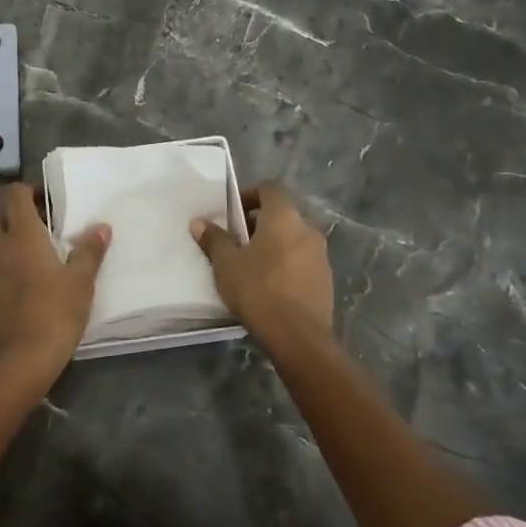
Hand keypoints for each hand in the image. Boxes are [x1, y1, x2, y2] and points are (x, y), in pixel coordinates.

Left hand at [0, 184, 109, 375]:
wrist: (19, 362)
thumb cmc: (55, 313)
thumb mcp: (81, 282)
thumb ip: (89, 250)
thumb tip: (102, 226)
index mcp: (20, 234)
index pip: (14, 193)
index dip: (29, 192)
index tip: (47, 205)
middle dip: (15, 216)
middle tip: (41, 231)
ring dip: (3, 243)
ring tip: (27, 261)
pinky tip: (12, 290)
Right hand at [191, 183, 333, 352]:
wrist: (299, 338)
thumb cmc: (258, 290)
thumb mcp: (227, 264)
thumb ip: (214, 239)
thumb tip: (198, 222)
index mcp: (284, 217)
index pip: (271, 188)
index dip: (251, 194)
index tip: (233, 213)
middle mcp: (308, 230)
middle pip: (282, 215)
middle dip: (259, 224)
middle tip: (237, 242)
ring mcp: (321, 256)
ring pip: (293, 239)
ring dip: (274, 245)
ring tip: (251, 266)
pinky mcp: (326, 280)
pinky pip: (302, 262)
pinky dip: (286, 265)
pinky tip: (270, 287)